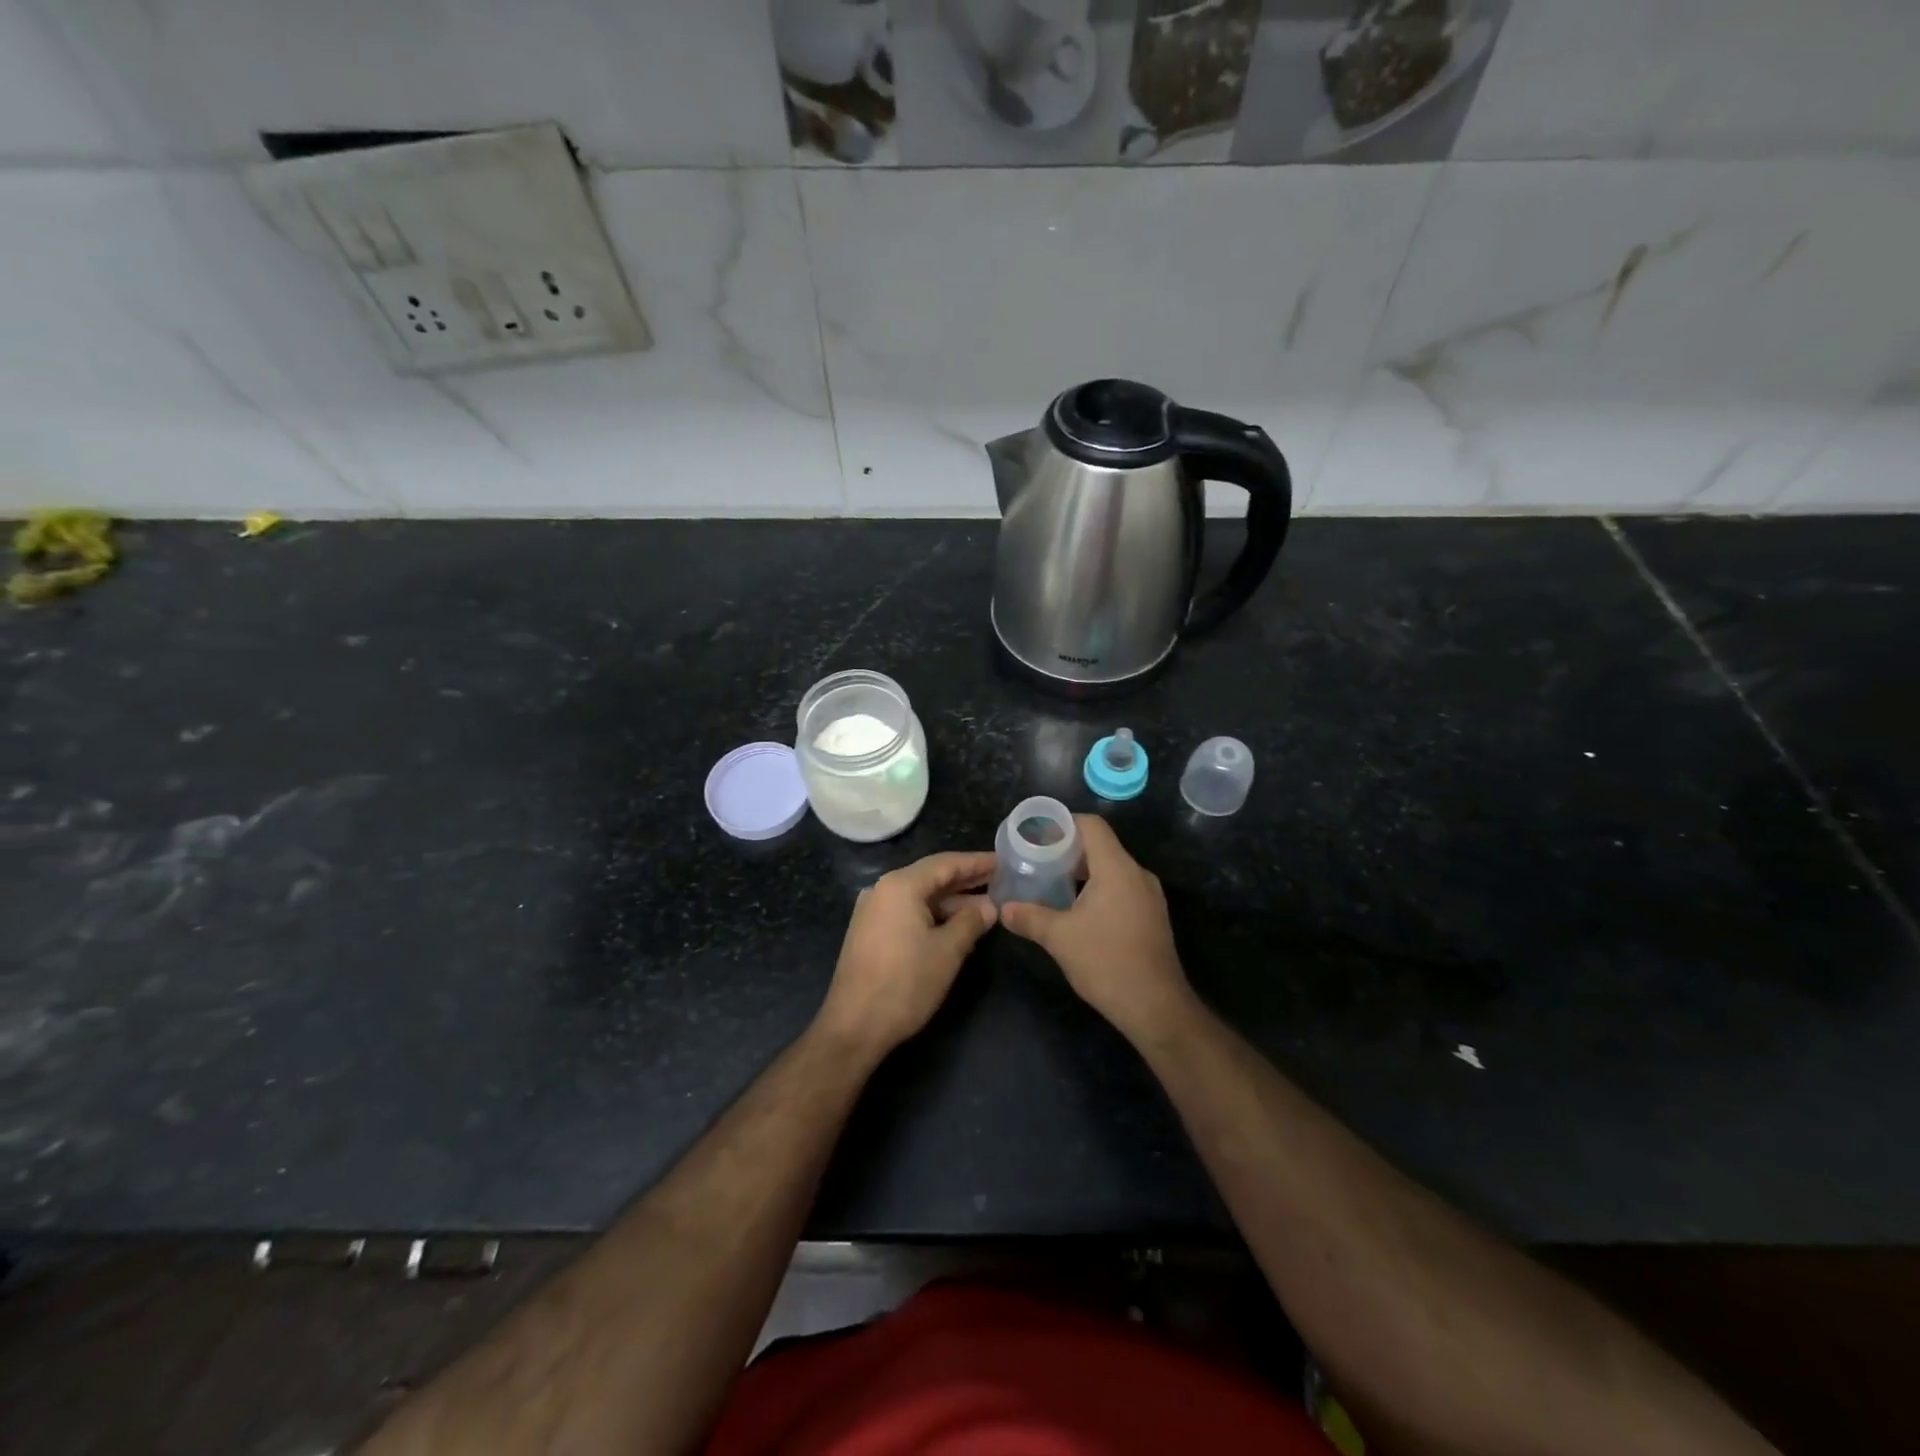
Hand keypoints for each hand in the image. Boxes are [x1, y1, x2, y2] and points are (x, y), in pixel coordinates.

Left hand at [815, 851, 996, 1058]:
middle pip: (931, 877)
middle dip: (966, 880)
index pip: (946, 863)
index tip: (1003, 861)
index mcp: (900, 886)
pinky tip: (957, 925)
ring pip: (920, 897)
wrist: (854, 1026)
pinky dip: (933, 915)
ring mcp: (873, 911)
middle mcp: (883, 890)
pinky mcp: (870, 932)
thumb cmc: (905, 983)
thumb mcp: (947, 951)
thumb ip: (971, 922)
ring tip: (986, 907)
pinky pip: (908, 912)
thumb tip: (990, 907)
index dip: (977, 862)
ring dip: (951, 901)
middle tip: (1000, 881)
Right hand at [999, 816, 1195, 1046]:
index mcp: (1117, 869)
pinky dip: (1099, 888)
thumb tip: (1004, 909)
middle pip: (1102, 846)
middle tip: (1038, 859)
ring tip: (1053, 883)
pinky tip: (1077, 909)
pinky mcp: (1152, 916)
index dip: (1064, 823)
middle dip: (1069, 849)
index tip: (1037, 834)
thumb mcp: (1059, 938)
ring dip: (1083, 871)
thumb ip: (1029, 917)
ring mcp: (1149, 896)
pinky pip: (1122, 888)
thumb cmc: (1106, 962)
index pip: (1092, 826)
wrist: (1156, 1006)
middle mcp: (1137, 874)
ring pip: (1112, 869)